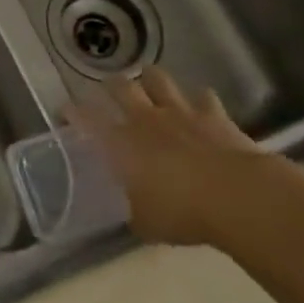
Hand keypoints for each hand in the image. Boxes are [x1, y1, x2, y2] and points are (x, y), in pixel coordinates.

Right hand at [67, 66, 291, 247]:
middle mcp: (146, 119)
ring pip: (158, 79)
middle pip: (121, 87)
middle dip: (110, 85)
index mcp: (122, 143)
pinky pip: (204, 97)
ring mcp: (181, 112)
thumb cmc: (183, 212)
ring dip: (152, 79)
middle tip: (108, 88)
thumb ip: (135, 210)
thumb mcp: (147, 222)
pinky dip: (199, 100)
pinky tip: (200, 106)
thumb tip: (132, 211)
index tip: (66, 109)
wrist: (237, 195)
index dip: (74, 112)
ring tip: (149, 83)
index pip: (88, 120)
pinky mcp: (214, 114)